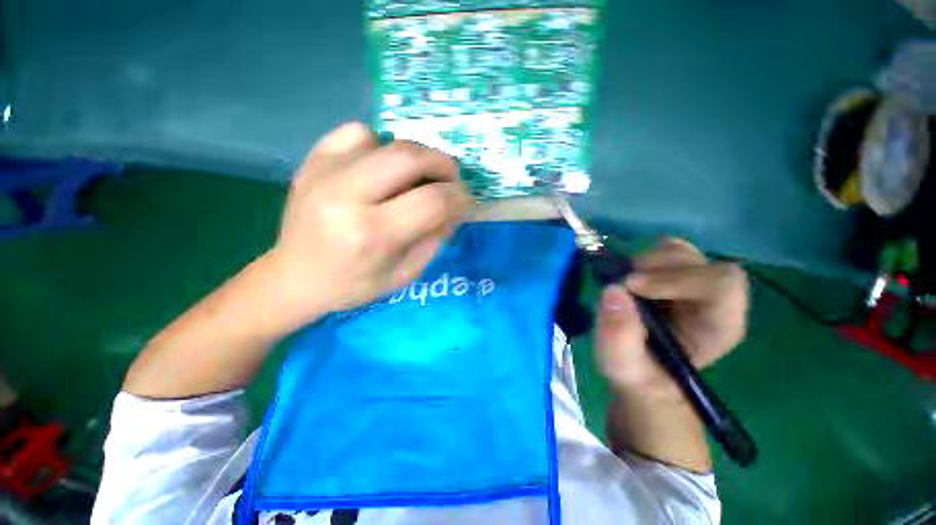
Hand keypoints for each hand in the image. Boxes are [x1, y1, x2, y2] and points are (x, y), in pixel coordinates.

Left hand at [261, 122, 473, 333]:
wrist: (295, 278)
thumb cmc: (354, 285)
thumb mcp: (405, 274)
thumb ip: (435, 238)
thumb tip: (456, 207)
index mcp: (372, 235)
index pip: (432, 202)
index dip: (460, 197)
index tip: (468, 200)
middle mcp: (347, 196)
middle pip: (410, 157)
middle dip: (444, 164)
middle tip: (452, 179)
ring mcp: (324, 172)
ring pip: (386, 140)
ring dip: (415, 156)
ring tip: (418, 177)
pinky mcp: (312, 161)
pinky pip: (356, 133)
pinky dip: (380, 145)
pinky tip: (380, 167)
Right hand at [596, 238, 748, 399]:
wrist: (639, 371)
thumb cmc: (637, 374)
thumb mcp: (621, 365)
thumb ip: (618, 336)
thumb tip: (614, 290)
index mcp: (719, 325)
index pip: (721, 284)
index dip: (676, 279)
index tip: (631, 286)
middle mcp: (715, 300)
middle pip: (700, 262)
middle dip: (656, 267)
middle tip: (624, 282)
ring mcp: (694, 284)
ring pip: (682, 252)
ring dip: (647, 260)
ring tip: (626, 282)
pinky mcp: (674, 276)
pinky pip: (665, 251)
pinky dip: (644, 258)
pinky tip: (630, 277)